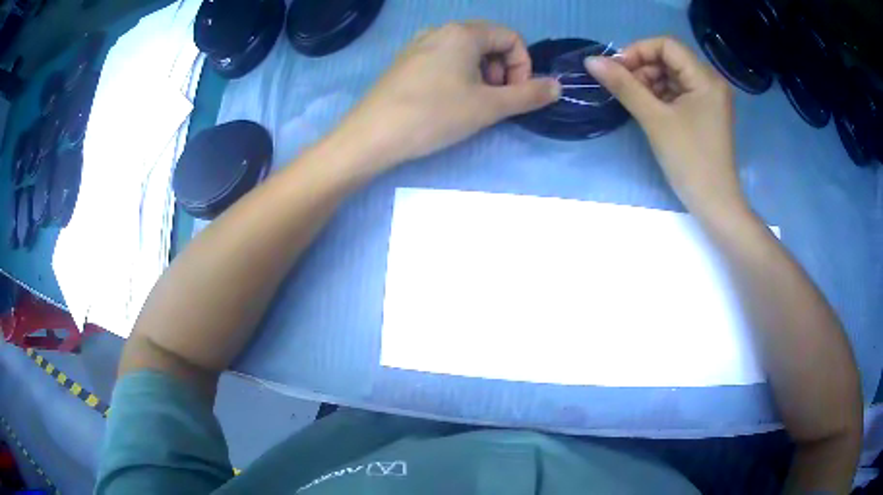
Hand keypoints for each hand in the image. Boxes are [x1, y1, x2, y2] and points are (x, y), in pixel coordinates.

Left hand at [335, 22, 559, 170]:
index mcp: (462, 32)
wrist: (371, 136)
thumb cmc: (434, 115)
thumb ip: (528, 95)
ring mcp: (419, 45)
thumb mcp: (489, 107)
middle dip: (502, 71)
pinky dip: (458, 77)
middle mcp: (439, 30)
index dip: (523, 65)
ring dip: (482, 76)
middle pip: (489, 42)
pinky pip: (444, 61)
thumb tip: (557, 86)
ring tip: (471, 104)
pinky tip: (447, 103)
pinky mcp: (406, 63)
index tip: (515, 94)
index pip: (510, 37)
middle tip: (494, 101)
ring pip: (466, 53)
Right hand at [585, 37, 746, 216]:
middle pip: (670, 59)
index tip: (616, 70)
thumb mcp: (654, 119)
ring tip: (634, 101)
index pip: (667, 45)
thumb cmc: (689, 160)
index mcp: (705, 78)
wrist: (714, 204)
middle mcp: (710, 82)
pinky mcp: (705, 112)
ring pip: (672, 75)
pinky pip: (678, 92)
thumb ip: (624, 86)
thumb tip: (591, 61)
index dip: (638, 51)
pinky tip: (648, 109)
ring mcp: (709, 98)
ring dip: (649, 82)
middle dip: (643, 68)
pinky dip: (660, 95)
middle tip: (623, 88)